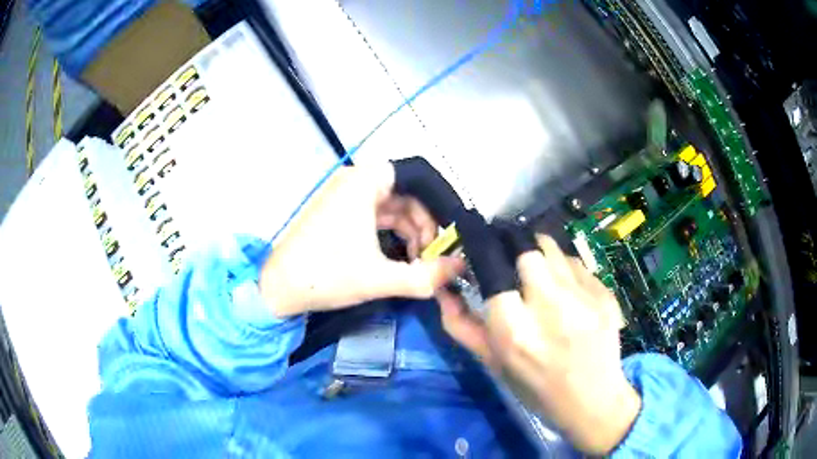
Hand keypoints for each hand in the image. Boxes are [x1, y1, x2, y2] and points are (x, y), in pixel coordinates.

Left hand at [260, 163, 463, 316]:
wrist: (276, 289)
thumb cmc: (325, 275)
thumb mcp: (379, 278)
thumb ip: (426, 276)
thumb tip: (460, 269)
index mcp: (363, 182)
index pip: (416, 177)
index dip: (437, 203)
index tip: (447, 232)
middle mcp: (354, 181)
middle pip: (405, 194)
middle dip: (423, 225)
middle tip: (432, 256)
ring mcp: (344, 197)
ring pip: (391, 207)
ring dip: (409, 233)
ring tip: (417, 264)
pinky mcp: (338, 213)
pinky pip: (375, 216)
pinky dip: (391, 235)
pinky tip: (399, 259)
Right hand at [437, 235, 639, 454]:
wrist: (592, 400)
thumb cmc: (536, 388)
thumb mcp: (492, 363)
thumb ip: (461, 325)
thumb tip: (443, 290)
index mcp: (514, 330)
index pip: (493, 268)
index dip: (487, 257)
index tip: (486, 255)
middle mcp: (549, 307)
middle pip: (527, 251)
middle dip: (516, 252)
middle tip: (516, 265)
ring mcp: (583, 298)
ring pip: (553, 250)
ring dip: (541, 254)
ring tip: (541, 273)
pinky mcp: (605, 294)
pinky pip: (577, 264)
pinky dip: (565, 269)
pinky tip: (567, 291)